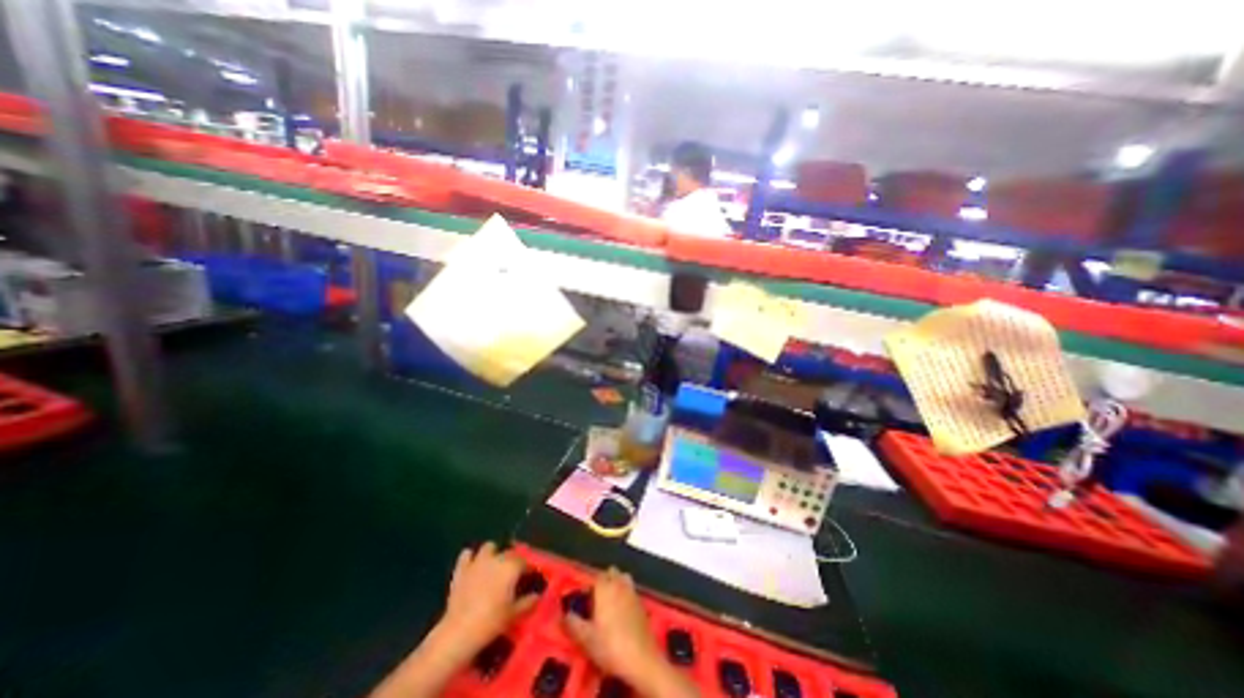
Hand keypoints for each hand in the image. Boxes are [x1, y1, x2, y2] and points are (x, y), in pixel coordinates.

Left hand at [433, 539, 538, 654]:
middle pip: (509, 553)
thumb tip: (537, 596)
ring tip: (494, 566)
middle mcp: (497, 558)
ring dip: (493, 553)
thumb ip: (528, 602)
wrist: (459, 632)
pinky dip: (471, 558)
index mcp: (512, 567)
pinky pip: (467, 554)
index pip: (526, 562)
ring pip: (489, 547)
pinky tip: (473, 566)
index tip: (531, 577)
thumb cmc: (491, 622)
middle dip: (513, 561)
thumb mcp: (514, 614)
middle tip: (513, 575)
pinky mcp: (461, 569)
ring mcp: (478, 561)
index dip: (529, 569)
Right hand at [563, 569, 660, 683]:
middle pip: (611, 572)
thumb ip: (572, 624)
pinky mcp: (642, 603)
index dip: (589, 585)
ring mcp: (633, 592)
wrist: (641, 659)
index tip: (584, 599)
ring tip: (609, 603)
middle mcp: (619, 584)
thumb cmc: (610, 645)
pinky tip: (621, 613)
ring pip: (623, 578)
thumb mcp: (586, 638)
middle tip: (595, 600)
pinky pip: (631, 591)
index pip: (596, 576)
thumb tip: (564, 615)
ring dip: (617, 584)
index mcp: (605, 588)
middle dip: (604, 580)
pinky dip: (626, 595)